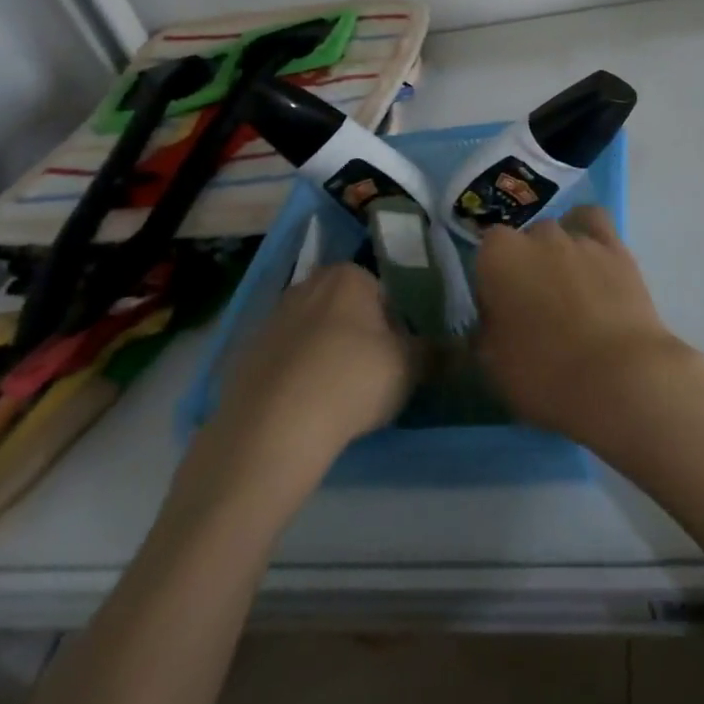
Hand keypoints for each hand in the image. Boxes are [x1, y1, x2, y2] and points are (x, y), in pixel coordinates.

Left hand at [175, 264, 418, 510]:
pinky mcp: (246, 354)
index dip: (399, 328)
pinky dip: (298, 377)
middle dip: (361, 337)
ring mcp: (271, 318)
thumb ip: (436, 352)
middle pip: (348, 310)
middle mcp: (307, 284)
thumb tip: (456, 349)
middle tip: (374, 377)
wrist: (273, 428)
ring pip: (315, 334)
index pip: (387, 294)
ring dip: (328, 356)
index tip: (400, 359)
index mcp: (349, 276)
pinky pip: (286, 361)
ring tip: (339, 398)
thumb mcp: (410, 367)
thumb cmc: (352, 380)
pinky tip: (306, 409)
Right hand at [474, 206, 699, 442]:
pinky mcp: (616, 248)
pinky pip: (596, 222)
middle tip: (535, 308)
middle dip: (526, 266)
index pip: (486, 253)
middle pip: (524, 242)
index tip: (499, 312)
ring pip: (559, 232)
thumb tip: (490, 321)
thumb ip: (484, 331)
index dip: (492, 282)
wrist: (617, 378)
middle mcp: (537, 236)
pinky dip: (589, 232)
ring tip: (568, 290)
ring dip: (558, 254)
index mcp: (498, 257)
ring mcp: (579, 238)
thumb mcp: (491, 364)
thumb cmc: (543, 373)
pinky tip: (591, 256)